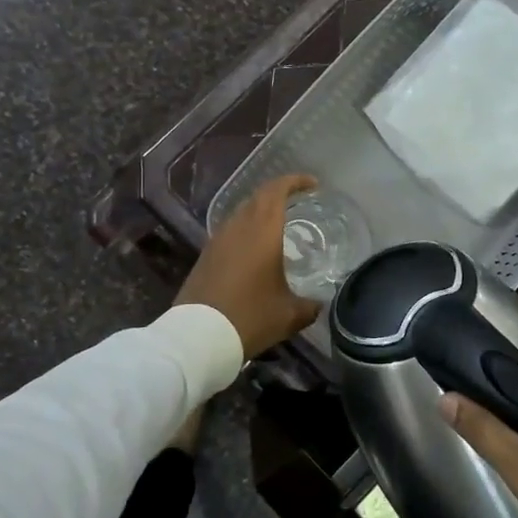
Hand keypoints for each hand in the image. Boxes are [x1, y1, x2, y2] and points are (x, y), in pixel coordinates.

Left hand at [175, 174, 321, 358]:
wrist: (198, 336)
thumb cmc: (250, 317)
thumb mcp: (290, 315)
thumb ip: (310, 305)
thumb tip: (319, 304)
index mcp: (262, 230)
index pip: (277, 190)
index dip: (295, 181)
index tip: (313, 185)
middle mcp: (238, 226)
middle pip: (259, 197)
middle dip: (279, 194)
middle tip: (299, 201)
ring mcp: (218, 240)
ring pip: (242, 213)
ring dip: (261, 212)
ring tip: (280, 225)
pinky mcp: (206, 255)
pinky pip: (231, 231)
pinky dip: (247, 230)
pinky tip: (255, 250)